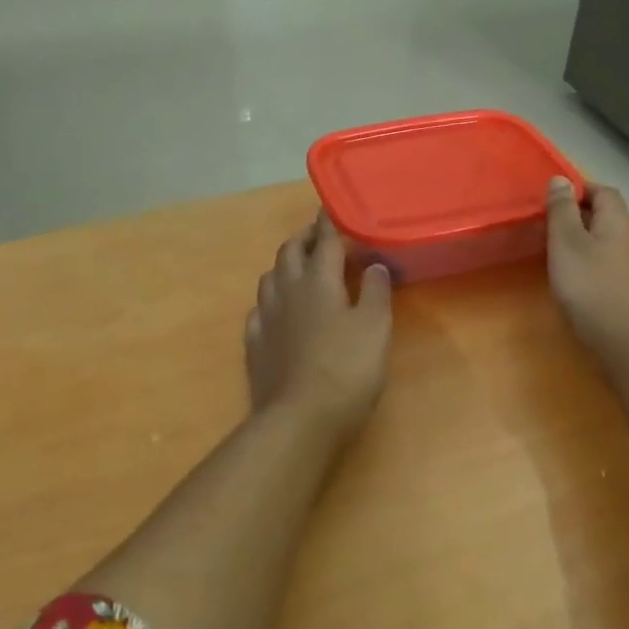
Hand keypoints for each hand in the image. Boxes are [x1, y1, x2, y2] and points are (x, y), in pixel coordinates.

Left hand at [244, 215, 393, 440]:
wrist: (299, 419)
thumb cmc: (346, 369)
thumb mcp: (375, 328)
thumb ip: (375, 292)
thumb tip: (373, 264)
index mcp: (318, 281)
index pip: (323, 242)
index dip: (328, 224)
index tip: (329, 210)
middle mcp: (287, 290)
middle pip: (289, 253)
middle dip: (303, 239)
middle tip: (318, 238)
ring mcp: (265, 317)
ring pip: (270, 277)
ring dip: (284, 266)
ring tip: (298, 269)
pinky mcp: (254, 344)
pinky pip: (258, 310)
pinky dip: (270, 301)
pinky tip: (276, 311)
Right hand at [545, 176, 628, 370]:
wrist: (626, 341)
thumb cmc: (590, 286)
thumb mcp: (566, 243)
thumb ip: (562, 210)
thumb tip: (561, 179)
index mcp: (618, 223)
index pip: (604, 191)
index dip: (580, 189)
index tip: (553, 200)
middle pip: (608, 216)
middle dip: (580, 215)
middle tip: (550, 227)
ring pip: (609, 241)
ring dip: (585, 240)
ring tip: (558, 253)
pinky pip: (611, 263)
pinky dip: (593, 262)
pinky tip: (578, 279)